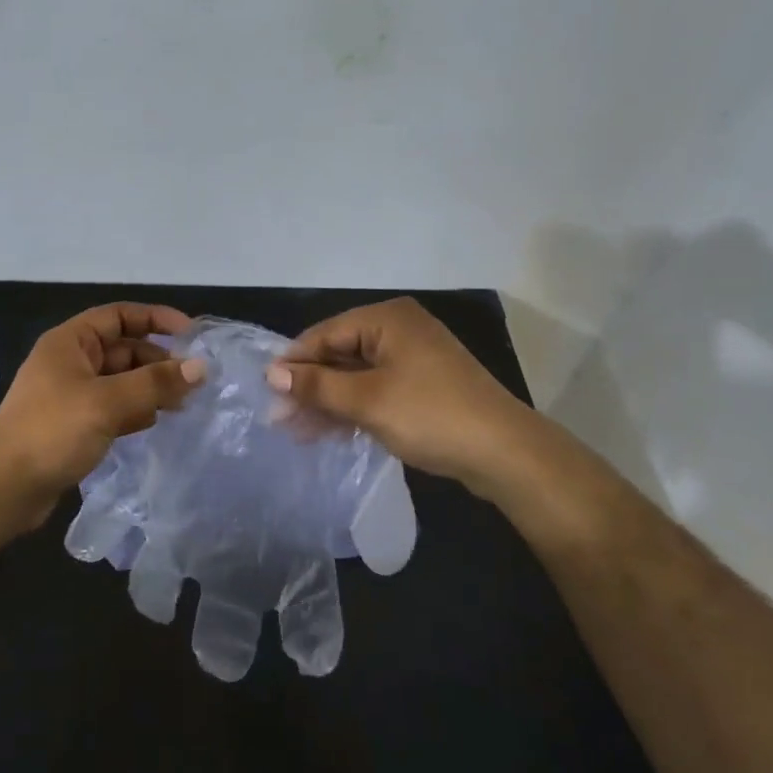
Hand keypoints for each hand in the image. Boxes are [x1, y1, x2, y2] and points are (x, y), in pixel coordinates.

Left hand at [0, 303, 205, 524]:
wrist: (3, 489)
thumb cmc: (53, 431)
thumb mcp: (108, 402)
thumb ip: (155, 383)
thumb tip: (200, 368)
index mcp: (71, 342)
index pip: (119, 315)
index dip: (155, 318)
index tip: (191, 334)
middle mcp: (70, 362)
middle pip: (123, 349)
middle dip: (158, 360)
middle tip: (193, 380)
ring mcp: (71, 395)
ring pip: (120, 380)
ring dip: (150, 387)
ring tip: (183, 403)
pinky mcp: (73, 425)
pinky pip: (112, 407)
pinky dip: (134, 410)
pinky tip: (155, 422)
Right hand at [268, 298, 536, 496]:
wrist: (505, 453)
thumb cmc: (430, 415)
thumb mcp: (367, 400)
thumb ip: (318, 386)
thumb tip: (272, 374)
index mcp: (387, 319)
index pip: (325, 334)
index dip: (294, 363)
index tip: (267, 392)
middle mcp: (399, 329)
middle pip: (340, 353)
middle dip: (310, 386)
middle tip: (280, 417)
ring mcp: (413, 358)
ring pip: (356, 374)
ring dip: (328, 401)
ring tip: (297, 430)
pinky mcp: (422, 385)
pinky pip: (376, 389)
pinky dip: (353, 407)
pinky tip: (329, 430)